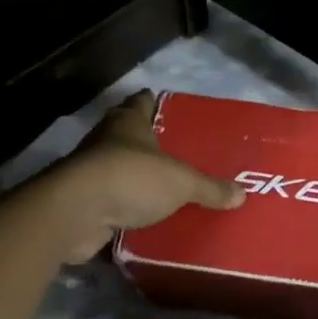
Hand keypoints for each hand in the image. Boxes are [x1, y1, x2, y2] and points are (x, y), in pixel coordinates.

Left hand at [49, 90, 244, 262]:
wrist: (75, 213)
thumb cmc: (131, 178)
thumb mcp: (181, 182)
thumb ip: (209, 188)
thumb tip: (242, 194)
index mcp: (129, 122)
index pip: (142, 101)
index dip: (154, 102)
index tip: (167, 107)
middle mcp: (106, 140)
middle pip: (126, 132)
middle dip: (144, 140)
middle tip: (171, 149)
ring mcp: (89, 171)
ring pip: (115, 167)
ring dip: (132, 175)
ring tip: (160, 186)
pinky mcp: (80, 203)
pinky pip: (107, 201)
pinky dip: (120, 207)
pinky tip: (139, 217)